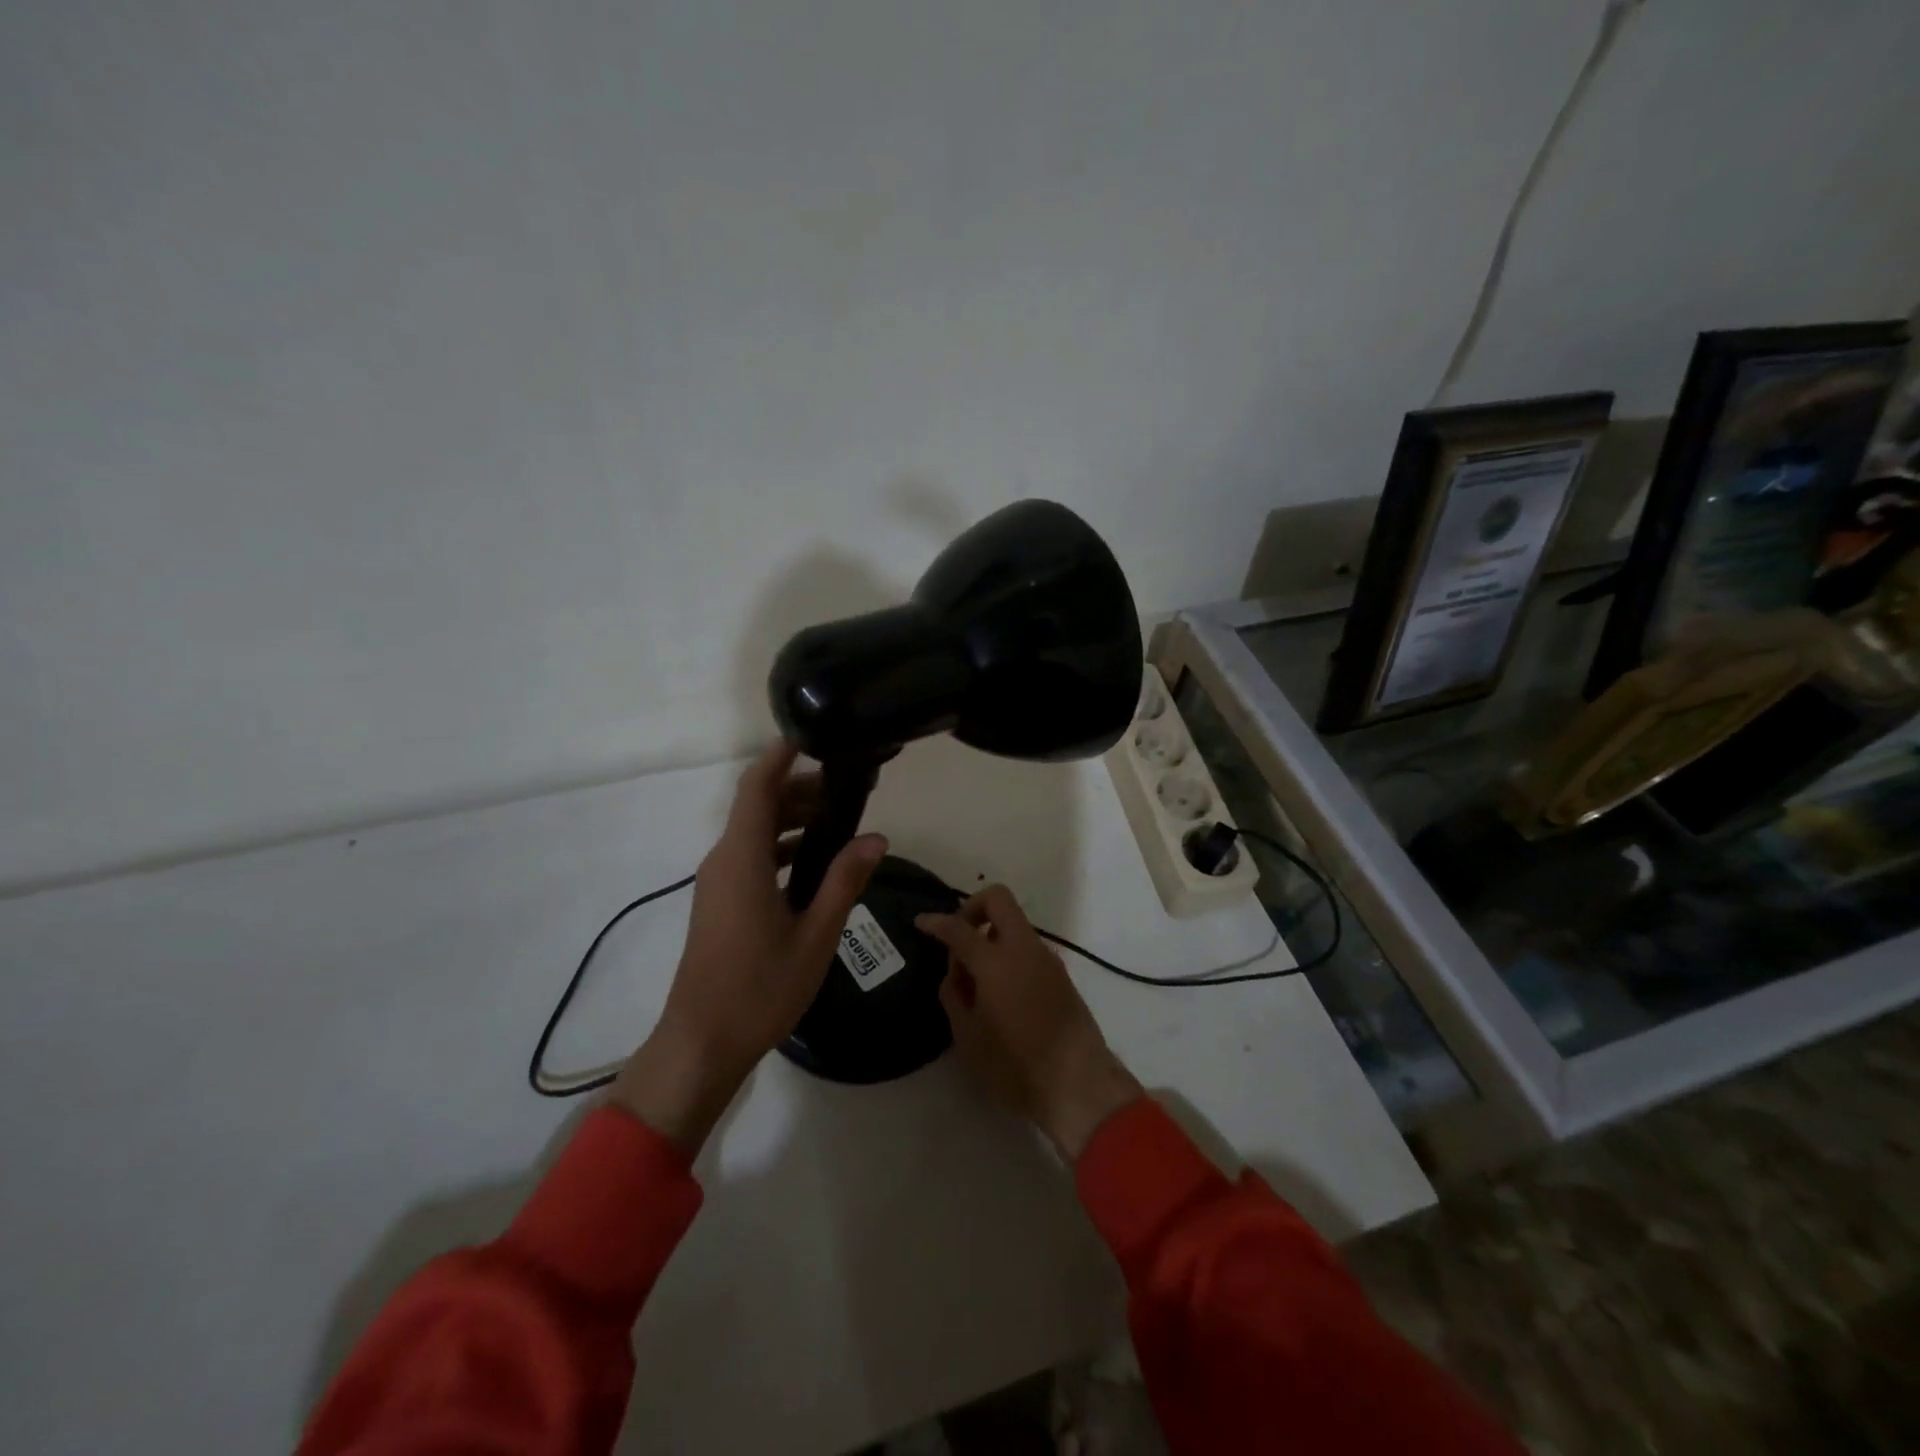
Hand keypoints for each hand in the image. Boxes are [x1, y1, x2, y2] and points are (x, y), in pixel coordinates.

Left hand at [612, 743, 886, 1151]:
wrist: (701, 1043)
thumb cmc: (759, 989)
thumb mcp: (815, 935)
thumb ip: (844, 881)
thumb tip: (876, 837)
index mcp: (742, 858)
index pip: (758, 786)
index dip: (783, 755)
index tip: (816, 735)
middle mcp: (724, 860)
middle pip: (760, 805)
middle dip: (802, 788)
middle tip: (852, 788)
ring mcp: (718, 881)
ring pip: (756, 831)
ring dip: (794, 818)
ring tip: (843, 820)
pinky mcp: (720, 901)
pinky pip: (752, 856)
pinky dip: (783, 846)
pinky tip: (817, 862)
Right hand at [916, 886, 1141, 1161]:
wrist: (1079, 1083)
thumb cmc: (1015, 1065)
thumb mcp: (968, 1036)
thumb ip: (954, 995)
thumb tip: (957, 973)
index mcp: (996, 961)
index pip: (959, 928)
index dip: (937, 922)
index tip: (921, 922)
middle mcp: (1024, 948)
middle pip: (998, 899)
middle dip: (972, 908)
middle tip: (958, 937)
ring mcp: (1047, 958)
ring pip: (1015, 924)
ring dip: (992, 935)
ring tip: (976, 978)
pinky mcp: (1061, 974)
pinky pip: (1027, 948)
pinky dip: (1008, 953)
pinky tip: (999, 990)